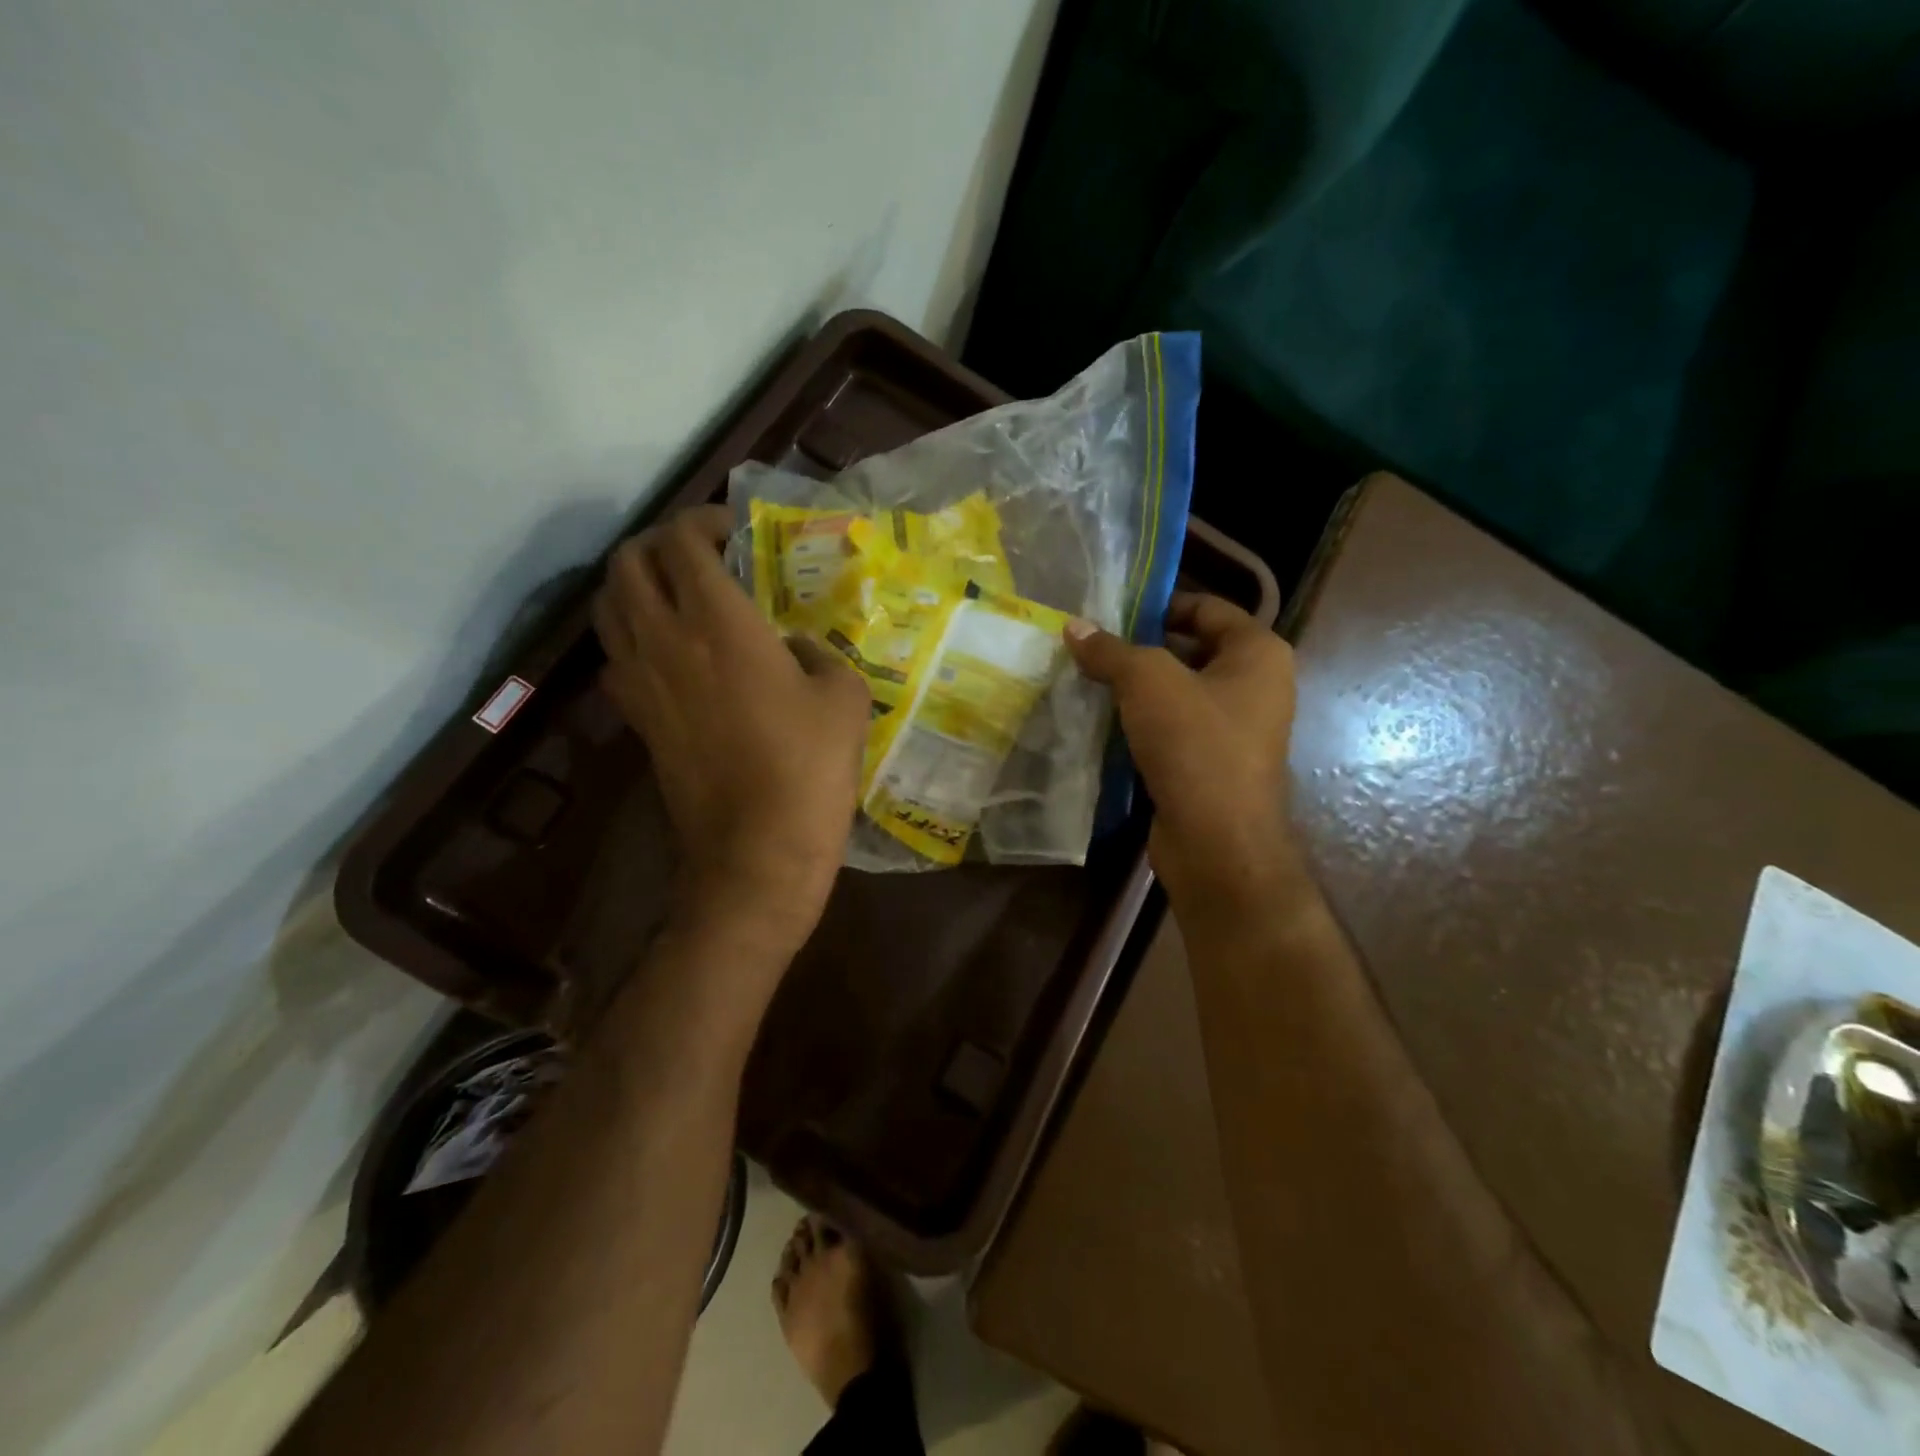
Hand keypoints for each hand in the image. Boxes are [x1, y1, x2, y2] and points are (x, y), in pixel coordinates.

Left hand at [593, 505, 870, 959]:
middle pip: (628, 562)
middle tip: (701, 554)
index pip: (682, 541)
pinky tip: (670, 650)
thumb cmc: (808, 768)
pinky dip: (632, 633)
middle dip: (659, 543)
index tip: (734, 529)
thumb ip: (820, 653)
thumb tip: (796, 648)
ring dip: (636, 584)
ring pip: (608, 605)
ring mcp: (640, 681)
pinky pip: (614, 654)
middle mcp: (664, 639)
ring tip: (676, 592)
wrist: (756, 852)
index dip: (703, 520)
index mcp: (718, 622)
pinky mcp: (635, 718)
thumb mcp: (843, 696)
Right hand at [1065, 593, 1298, 914]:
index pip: (1207, 607)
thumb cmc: (1195, 745)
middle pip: (1190, 650)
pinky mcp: (1212, 765)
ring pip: (1178, 694)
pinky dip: (1141, 725)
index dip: (1159, 604)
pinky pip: (1173, 730)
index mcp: (1258, 653)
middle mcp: (1255, 686)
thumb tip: (1074, 627)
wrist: (1217, 842)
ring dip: (1136, 690)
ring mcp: (1235, 730)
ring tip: (1087, 682)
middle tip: (1090, 649)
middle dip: (1140, 649)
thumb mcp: (1147, 682)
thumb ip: (1110, 650)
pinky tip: (1101, 724)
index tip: (1110, 613)